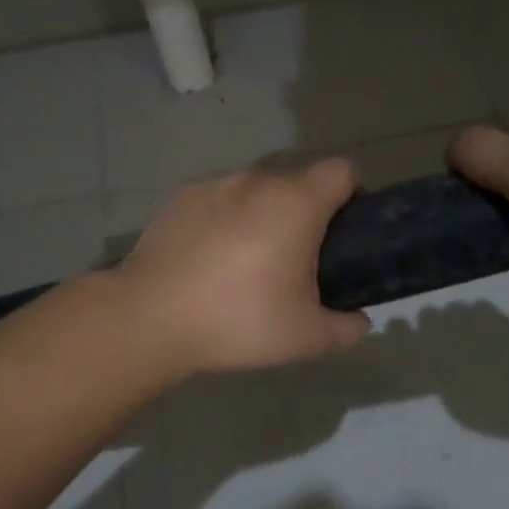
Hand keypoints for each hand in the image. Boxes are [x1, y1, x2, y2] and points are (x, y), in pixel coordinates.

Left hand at [119, 159, 372, 374]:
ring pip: (256, 188)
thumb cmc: (239, 320)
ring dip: (264, 213)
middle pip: (298, 179)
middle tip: (298, 258)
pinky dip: (226, 217)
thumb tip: (359, 320)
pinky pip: (219, 199)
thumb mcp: (307, 338)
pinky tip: (209, 257)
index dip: (354, 195)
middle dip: (307, 210)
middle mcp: (257, 180)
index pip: (343, 170)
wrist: (150, 317)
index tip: (345, 233)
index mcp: (296, 202)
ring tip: (248, 260)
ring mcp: (214, 184)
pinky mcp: (180, 196)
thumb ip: (347, 327)